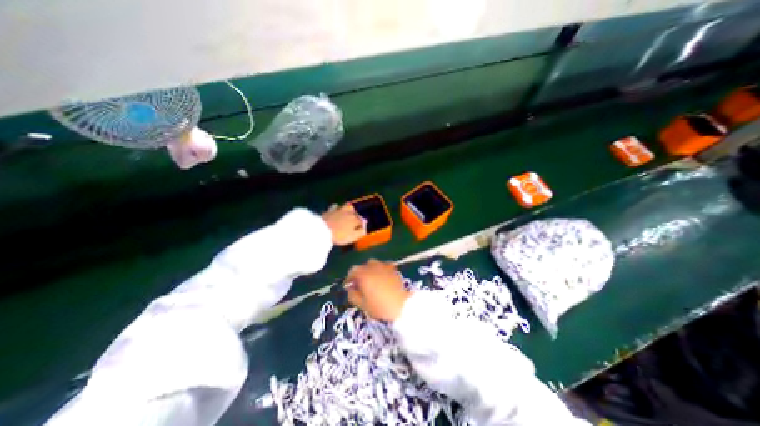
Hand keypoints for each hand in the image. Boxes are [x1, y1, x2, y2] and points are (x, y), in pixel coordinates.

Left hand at [322, 203, 365, 246]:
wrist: (322, 230)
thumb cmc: (339, 235)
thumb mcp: (353, 237)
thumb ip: (361, 232)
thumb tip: (365, 227)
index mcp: (355, 220)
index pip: (362, 221)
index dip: (362, 224)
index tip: (361, 228)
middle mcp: (349, 213)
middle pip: (356, 212)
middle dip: (357, 215)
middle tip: (356, 219)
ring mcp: (339, 210)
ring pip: (347, 206)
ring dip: (350, 208)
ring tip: (350, 211)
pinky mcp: (330, 210)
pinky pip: (335, 207)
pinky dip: (337, 208)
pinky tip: (336, 209)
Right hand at [346, 260, 408, 322]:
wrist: (402, 305)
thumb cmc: (380, 306)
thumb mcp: (362, 304)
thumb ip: (353, 295)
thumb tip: (350, 288)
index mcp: (363, 274)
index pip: (352, 271)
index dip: (349, 278)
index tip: (349, 286)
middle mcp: (372, 267)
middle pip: (362, 266)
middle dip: (359, 274)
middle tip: (359, 284)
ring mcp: (384, 266)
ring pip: (373, 263)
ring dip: (369, 269)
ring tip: (371, 279)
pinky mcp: (393, 268)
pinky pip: (383, 265)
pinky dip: (380, 269)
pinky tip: (382, 276)